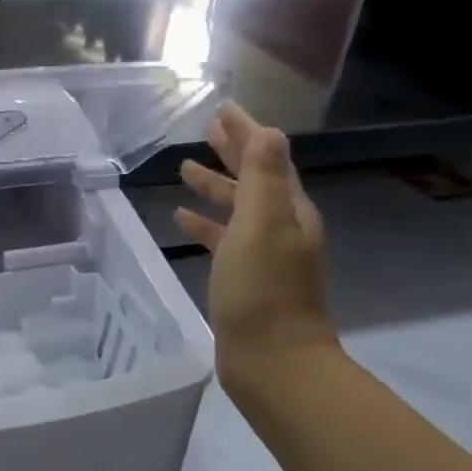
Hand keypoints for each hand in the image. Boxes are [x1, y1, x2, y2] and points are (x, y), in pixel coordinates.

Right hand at [174, 104, 338, 407]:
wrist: (271, 361)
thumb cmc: (262, 288)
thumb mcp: (262, 224)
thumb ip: (263, 176)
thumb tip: (268, 130)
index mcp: (290, 211)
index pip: (268, 158)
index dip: (246, 132)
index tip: (223, 109)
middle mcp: (282, 228)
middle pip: (255, 179)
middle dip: (233, 153)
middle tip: (207, 130)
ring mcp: (265, 255)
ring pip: (238, 208)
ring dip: (215, 187)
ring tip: (185, 171)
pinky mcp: (245, 278)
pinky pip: (224, 239)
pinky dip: (206, 225)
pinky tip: (182, 221)